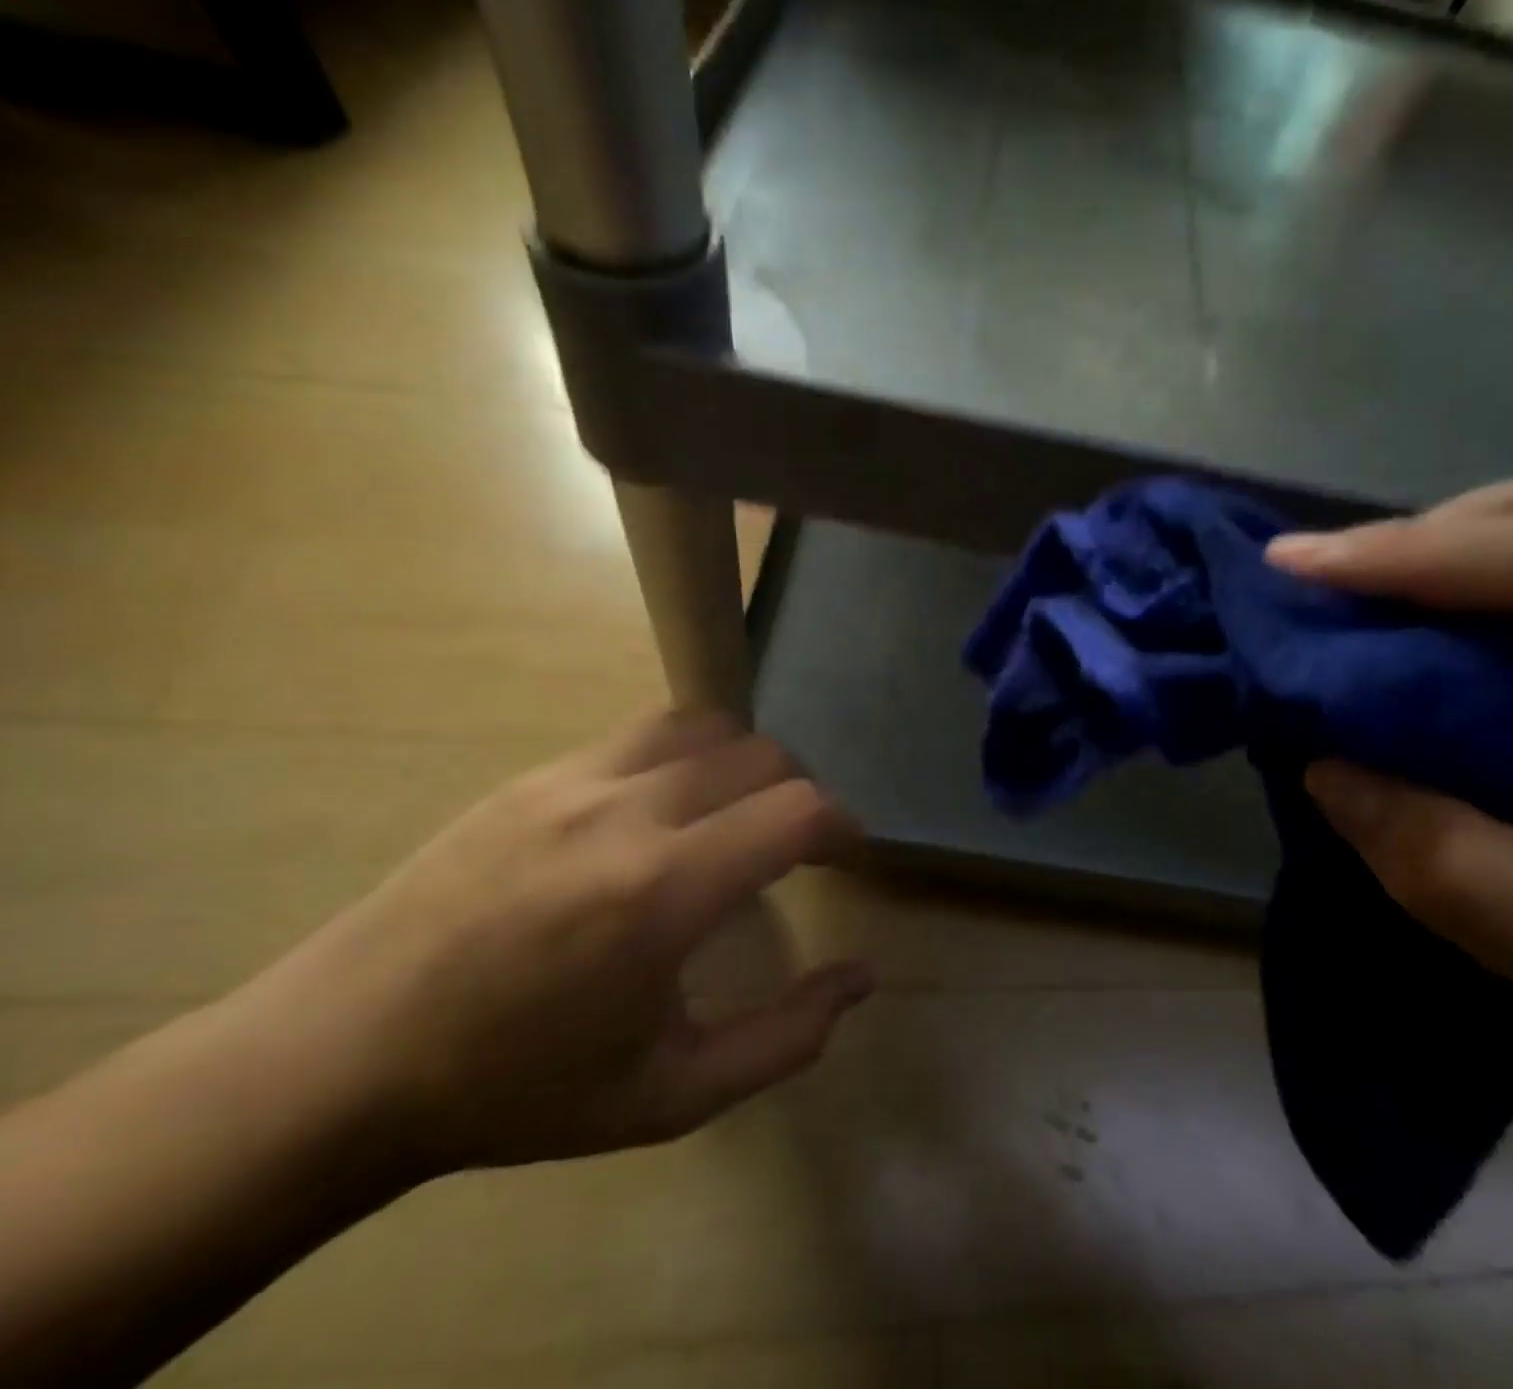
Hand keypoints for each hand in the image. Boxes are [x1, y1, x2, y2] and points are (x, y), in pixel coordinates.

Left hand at [242, 711, 872, 1176]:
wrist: (340, 1061)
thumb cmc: (517, 1089)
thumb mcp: (669, 1096)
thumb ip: (785, 1038)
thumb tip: (863, 978)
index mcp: (662, 892)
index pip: (797, 810)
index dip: (843, 827)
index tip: (846, 858)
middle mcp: (626, 811)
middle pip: (761, 754)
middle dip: (799, 794)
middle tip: (793, 846)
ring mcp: (573, 780)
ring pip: (703, 725)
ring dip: (742, 761)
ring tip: (734, 813)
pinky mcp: (533, 774)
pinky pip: (640, 736)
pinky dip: (683, 757)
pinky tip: (662, 811)